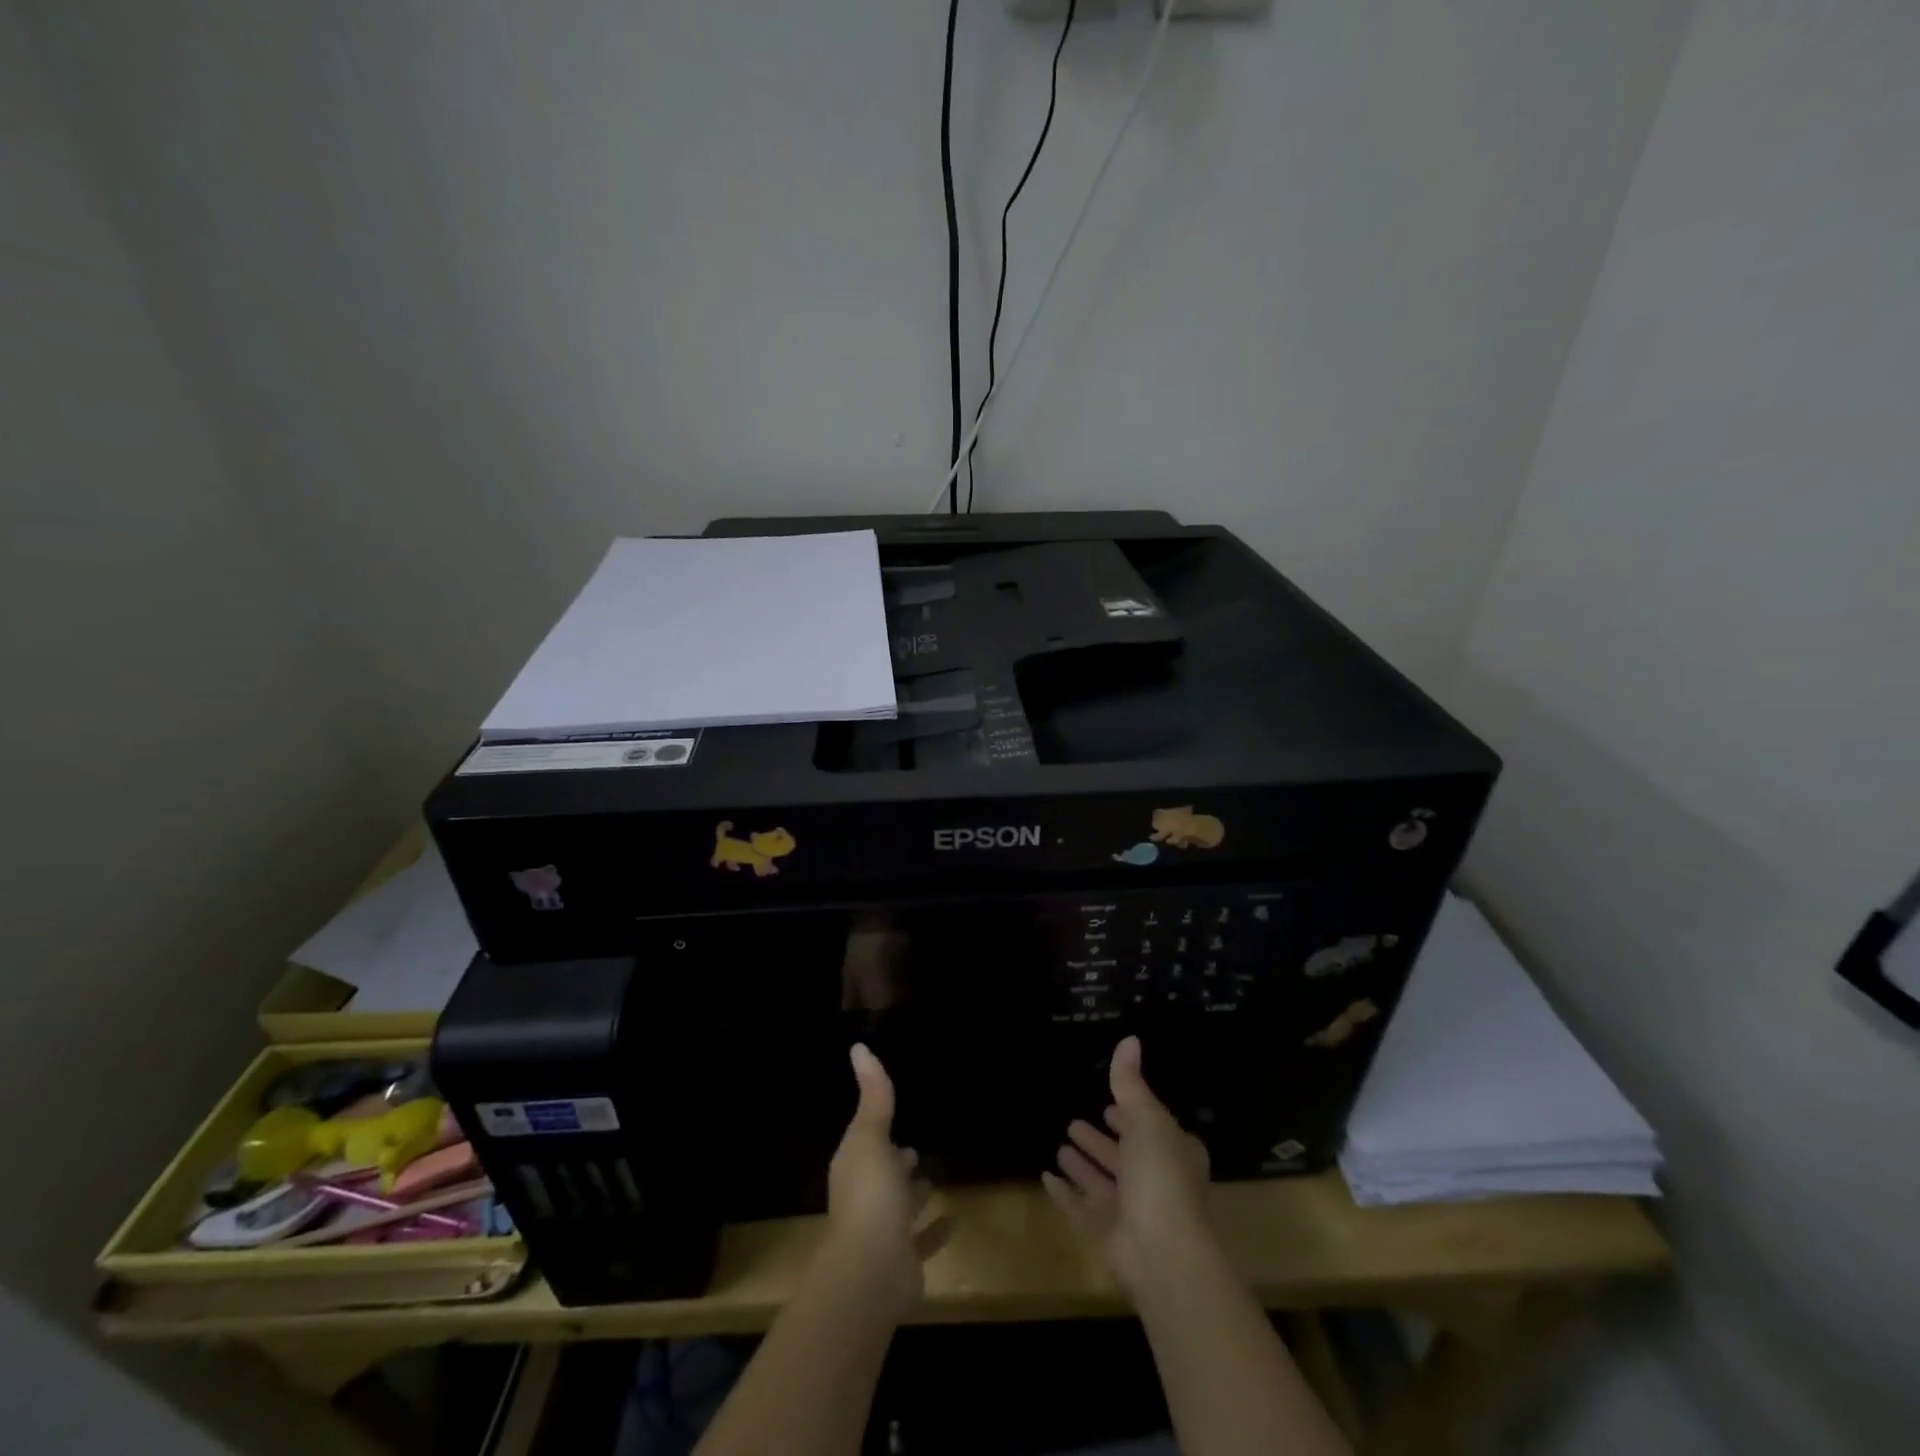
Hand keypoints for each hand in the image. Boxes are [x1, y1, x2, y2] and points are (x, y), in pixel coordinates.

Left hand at [822, 1044, 941, 1311]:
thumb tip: (859, 1047)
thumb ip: (873, 1095)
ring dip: (913, 1195)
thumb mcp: (871, 1136)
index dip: (877, 1129)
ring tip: (932, 1178)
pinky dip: (935, 1231)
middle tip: (913, 1149)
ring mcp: (883, 1232)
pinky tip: (954, 1219)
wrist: (871, 1272)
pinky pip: (922, 1240)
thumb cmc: (869, 1196)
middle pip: (882, 1175)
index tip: (894, 1115)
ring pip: (900, 1207)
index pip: (865, 1142)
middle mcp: (865, 1198)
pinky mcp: (904, 1260)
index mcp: (855, 1167)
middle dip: (895, 1162)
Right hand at [1042, 1035, 1216, 1295]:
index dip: (1131, 1118)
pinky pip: (1079, 1209)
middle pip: (1123, 1157)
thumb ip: (1131, 1082)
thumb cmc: (1161, 1175)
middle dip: (1101, 1141)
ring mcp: (1129, 1212)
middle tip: (1075, 1122)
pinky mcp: (1105, 1235)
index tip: (1109, 1105)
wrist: (1161, 1251)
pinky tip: (1046, 1176)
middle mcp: (1154, 1182)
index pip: (1151, 1130)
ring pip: (1101, 1183)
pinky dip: (1064, 1194)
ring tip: (1061, 1143)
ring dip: (1083, 1165)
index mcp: (1173, 1154)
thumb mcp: (1147, 1118)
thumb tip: (1130, 1039)